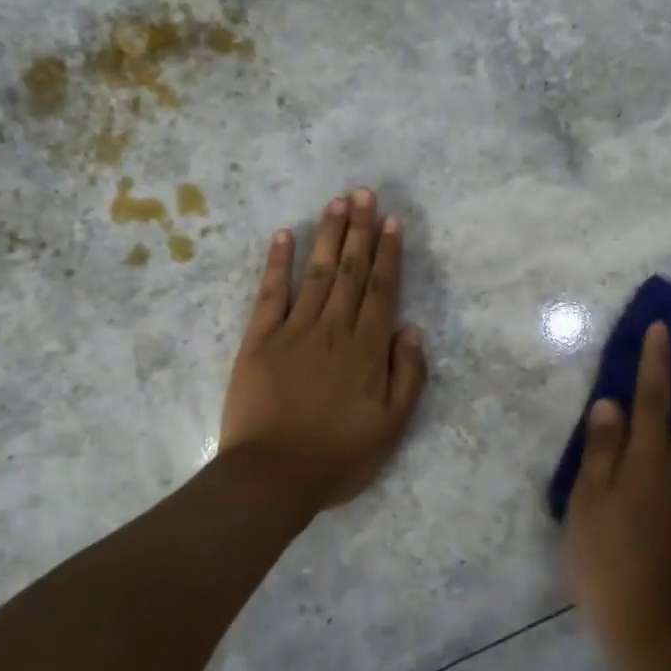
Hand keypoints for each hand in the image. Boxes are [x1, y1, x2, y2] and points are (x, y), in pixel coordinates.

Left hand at [220, 188, 428, 516]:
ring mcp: (293, 330)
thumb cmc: (338, 457)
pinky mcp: (258, 339)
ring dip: (328, 235)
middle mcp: (333, 329)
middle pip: (350, 270)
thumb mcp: (391, 428)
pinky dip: (277, 263)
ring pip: (316, 273)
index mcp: (366, 349)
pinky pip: (270, 293)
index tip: (392, 221)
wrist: (272, 476)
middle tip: (364, 193)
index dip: (388, 253)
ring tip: (337, 202)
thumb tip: (411, 329)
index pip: (381, 289)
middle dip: (360, 230)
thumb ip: (407, 376)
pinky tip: (284, 236)